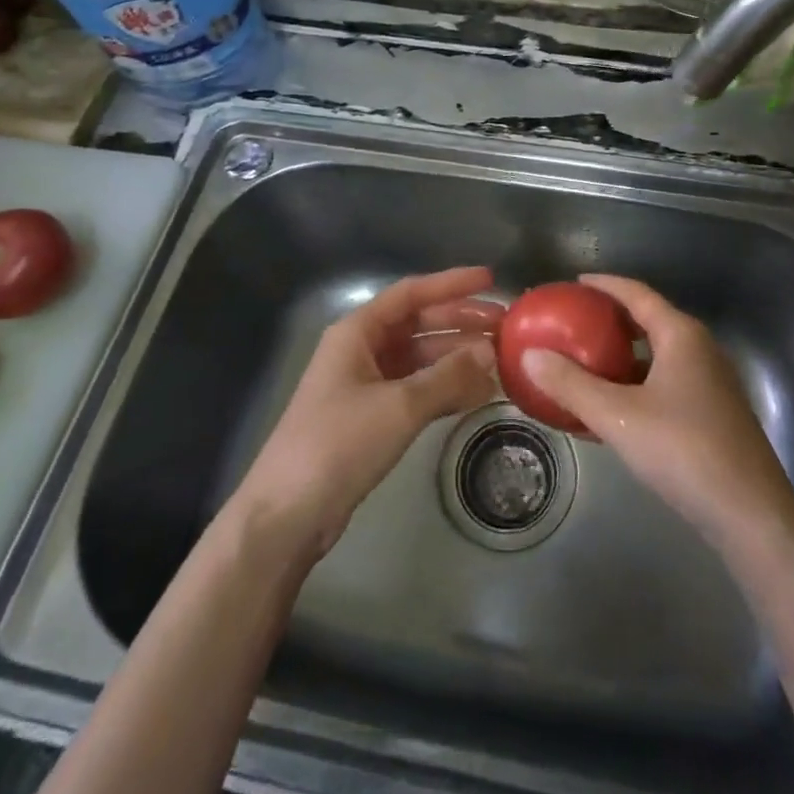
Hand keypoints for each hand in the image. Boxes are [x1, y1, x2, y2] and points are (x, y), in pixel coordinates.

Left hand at [232, 267, 502, 561]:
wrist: (287, 515)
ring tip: (500, 362)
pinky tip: (478, 394)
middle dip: (461, 323)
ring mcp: (366, 385)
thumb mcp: (399, 406)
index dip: (451, 284)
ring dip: (458, 359)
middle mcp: (361, 350)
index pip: (411, 293)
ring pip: (421, 359)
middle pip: (419, 325)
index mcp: (357, 332)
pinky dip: (446, 389)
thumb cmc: (338, 444)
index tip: (490, 279)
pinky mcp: (372, 418)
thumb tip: (490, 352)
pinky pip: (417, 390)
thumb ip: (447, 376)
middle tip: (505, 326)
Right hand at [520, 274, 793, 546]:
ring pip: (657, 358)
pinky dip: (635, 387)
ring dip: (622, 359)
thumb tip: (530, 355)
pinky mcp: (713, 415)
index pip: (638, 294)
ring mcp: (710, 384)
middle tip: (574, 323)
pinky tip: (610, 411)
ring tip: (584, 365)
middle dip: (611, 321)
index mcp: (681, 336)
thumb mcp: (617, 416)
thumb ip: (571, 385)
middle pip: (649, 322)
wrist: (750, 514)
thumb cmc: (683, 450)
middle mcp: (700, 350)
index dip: (605, 285)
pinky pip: (665, 385)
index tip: (575, 283)